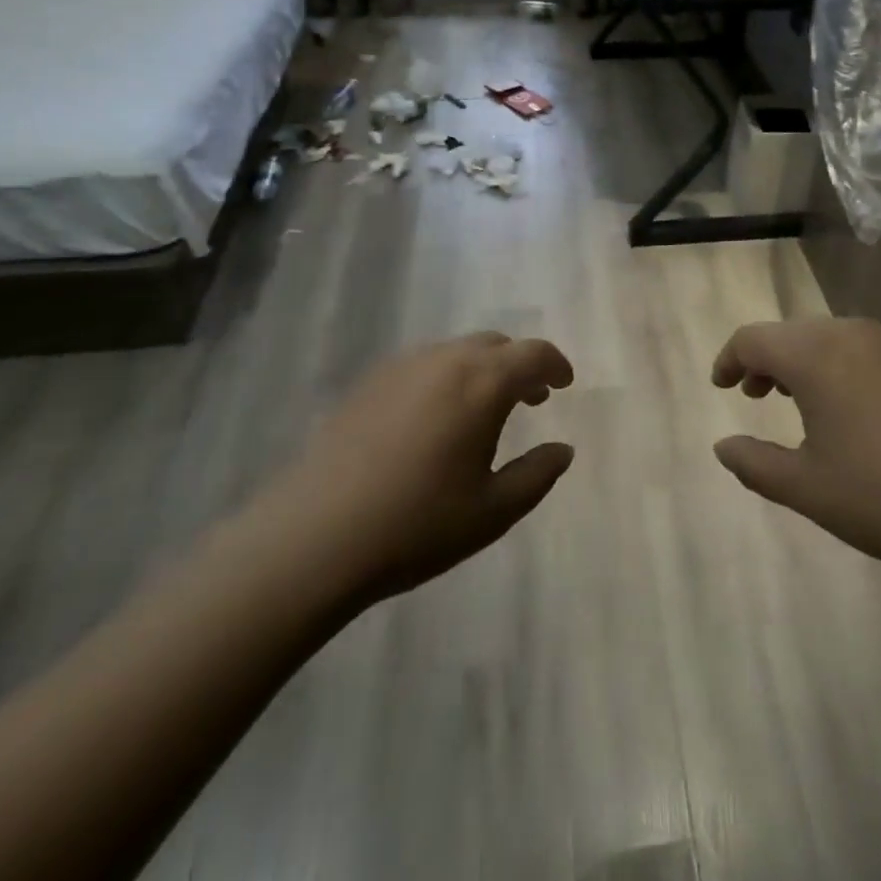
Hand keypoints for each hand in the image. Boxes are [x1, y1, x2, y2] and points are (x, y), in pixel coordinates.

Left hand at [256, 332, 575, 605]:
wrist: (315, 536)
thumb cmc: (417, 525)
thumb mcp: (493, 511)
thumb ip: (537, 475)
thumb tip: (563, 450)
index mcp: (483, 384)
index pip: (533, 354)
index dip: (556, 364)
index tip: (565, 383)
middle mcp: (446, 360)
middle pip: (496, 344)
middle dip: (520, 365)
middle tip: (531, 398)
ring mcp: (403, 367)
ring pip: (458, 351)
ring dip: (483, 369)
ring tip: (484, 410)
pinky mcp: (370, 382)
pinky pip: (425, 364)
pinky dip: (447, 377)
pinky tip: (436, 419)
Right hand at [711, 317, 880, 610]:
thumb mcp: (807, 489)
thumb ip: (754, 463)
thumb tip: (722, 445)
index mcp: (816, 355)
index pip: (754, 338)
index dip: (729, 358)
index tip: (721, 385)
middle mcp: (854, 333)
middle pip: (794, 333)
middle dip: (768, 360)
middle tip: (757, 396)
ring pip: (833, 338)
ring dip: (807, 361)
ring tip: (804, 402)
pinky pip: (870, 349)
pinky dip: (845, 367)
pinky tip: (859, 410)